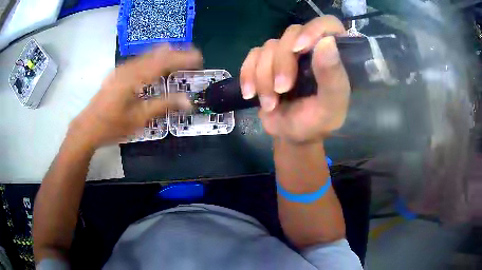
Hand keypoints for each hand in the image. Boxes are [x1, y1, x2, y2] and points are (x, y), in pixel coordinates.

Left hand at [70, 46, 202, 148]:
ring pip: (148, 55)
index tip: (199, 59)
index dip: (183, 58)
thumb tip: (188, 101)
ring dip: (165, 56)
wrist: (87, 128)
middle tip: (192, 58)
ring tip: (179, 59)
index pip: (164, 61)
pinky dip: (153, 60)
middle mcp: (129, 68)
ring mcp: (122, 69)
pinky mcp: (118, 74)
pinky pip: (139, 61)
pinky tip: (156, 66)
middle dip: (176, 54)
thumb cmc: (112, 125)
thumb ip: (164, 106)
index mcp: (135, 77)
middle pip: (157, 53)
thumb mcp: (139, 118)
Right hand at [240, 16, 349, 143]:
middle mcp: (310, 49)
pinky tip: (250, 94)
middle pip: (291, 34)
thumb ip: (333, 77)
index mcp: (333, 56)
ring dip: (265, 77)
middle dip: (282, 63)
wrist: (290, 135)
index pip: (328, 25)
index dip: (313, 30)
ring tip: (271, 103)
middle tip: (282, 90)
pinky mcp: (266, 61)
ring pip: (269, 47)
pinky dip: (248, 74)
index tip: (300, 49)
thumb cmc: (315, 123)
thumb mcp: (330, 106)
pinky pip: (252, 55)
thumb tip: (327, 41)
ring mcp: (287, 54)